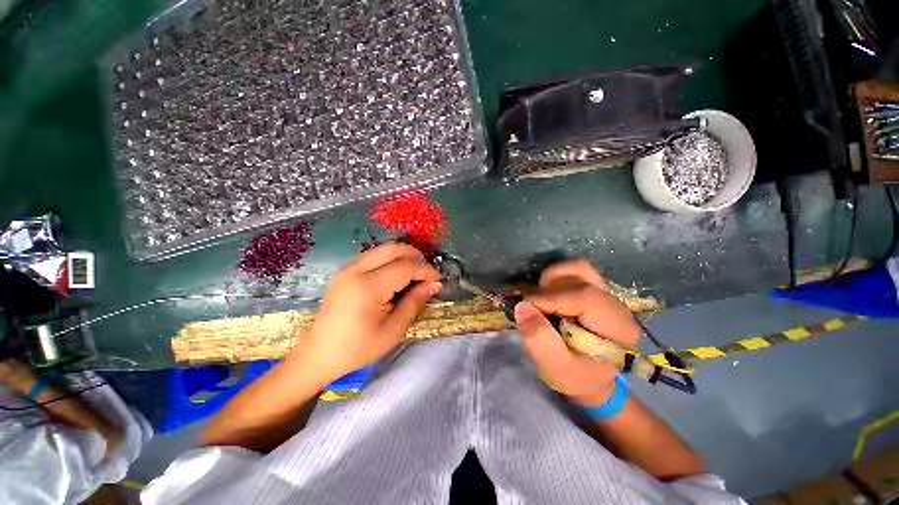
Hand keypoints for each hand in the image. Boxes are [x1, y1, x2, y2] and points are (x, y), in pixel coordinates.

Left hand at [297, 243, 442, 383]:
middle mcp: (355, 270)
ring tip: (415, 274)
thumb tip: (434, 284)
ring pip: (383, 249)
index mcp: (368, 287)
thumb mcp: (393, 330)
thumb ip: (415, 302)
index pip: (405, 267)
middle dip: (415, 256)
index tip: (438, 280)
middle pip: (393, 249)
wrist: (319, 354)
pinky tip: (396, 275)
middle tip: (427, 274)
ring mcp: (347, 268)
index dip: (425, 270)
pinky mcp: (344, 270)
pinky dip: (390, 260)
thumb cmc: (358, 348)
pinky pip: (373, 256)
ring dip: (403, 257)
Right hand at [515, 258, 639, 406]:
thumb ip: (540, 340)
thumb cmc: (577, 376)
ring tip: (543, 304)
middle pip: (580, 275)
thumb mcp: (556, 369)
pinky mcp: (594, 290)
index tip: (527, 311)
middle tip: (536, 312)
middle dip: (549, 290)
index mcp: (616, 327)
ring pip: (576, 268)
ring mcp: (606, 293)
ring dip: (551, 281)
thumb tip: (522, 306)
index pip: (584, 297)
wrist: (591, 377)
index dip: (550, 300)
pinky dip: (556, 279)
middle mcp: (615, 303)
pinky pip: (574, 271)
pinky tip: (550, 298)